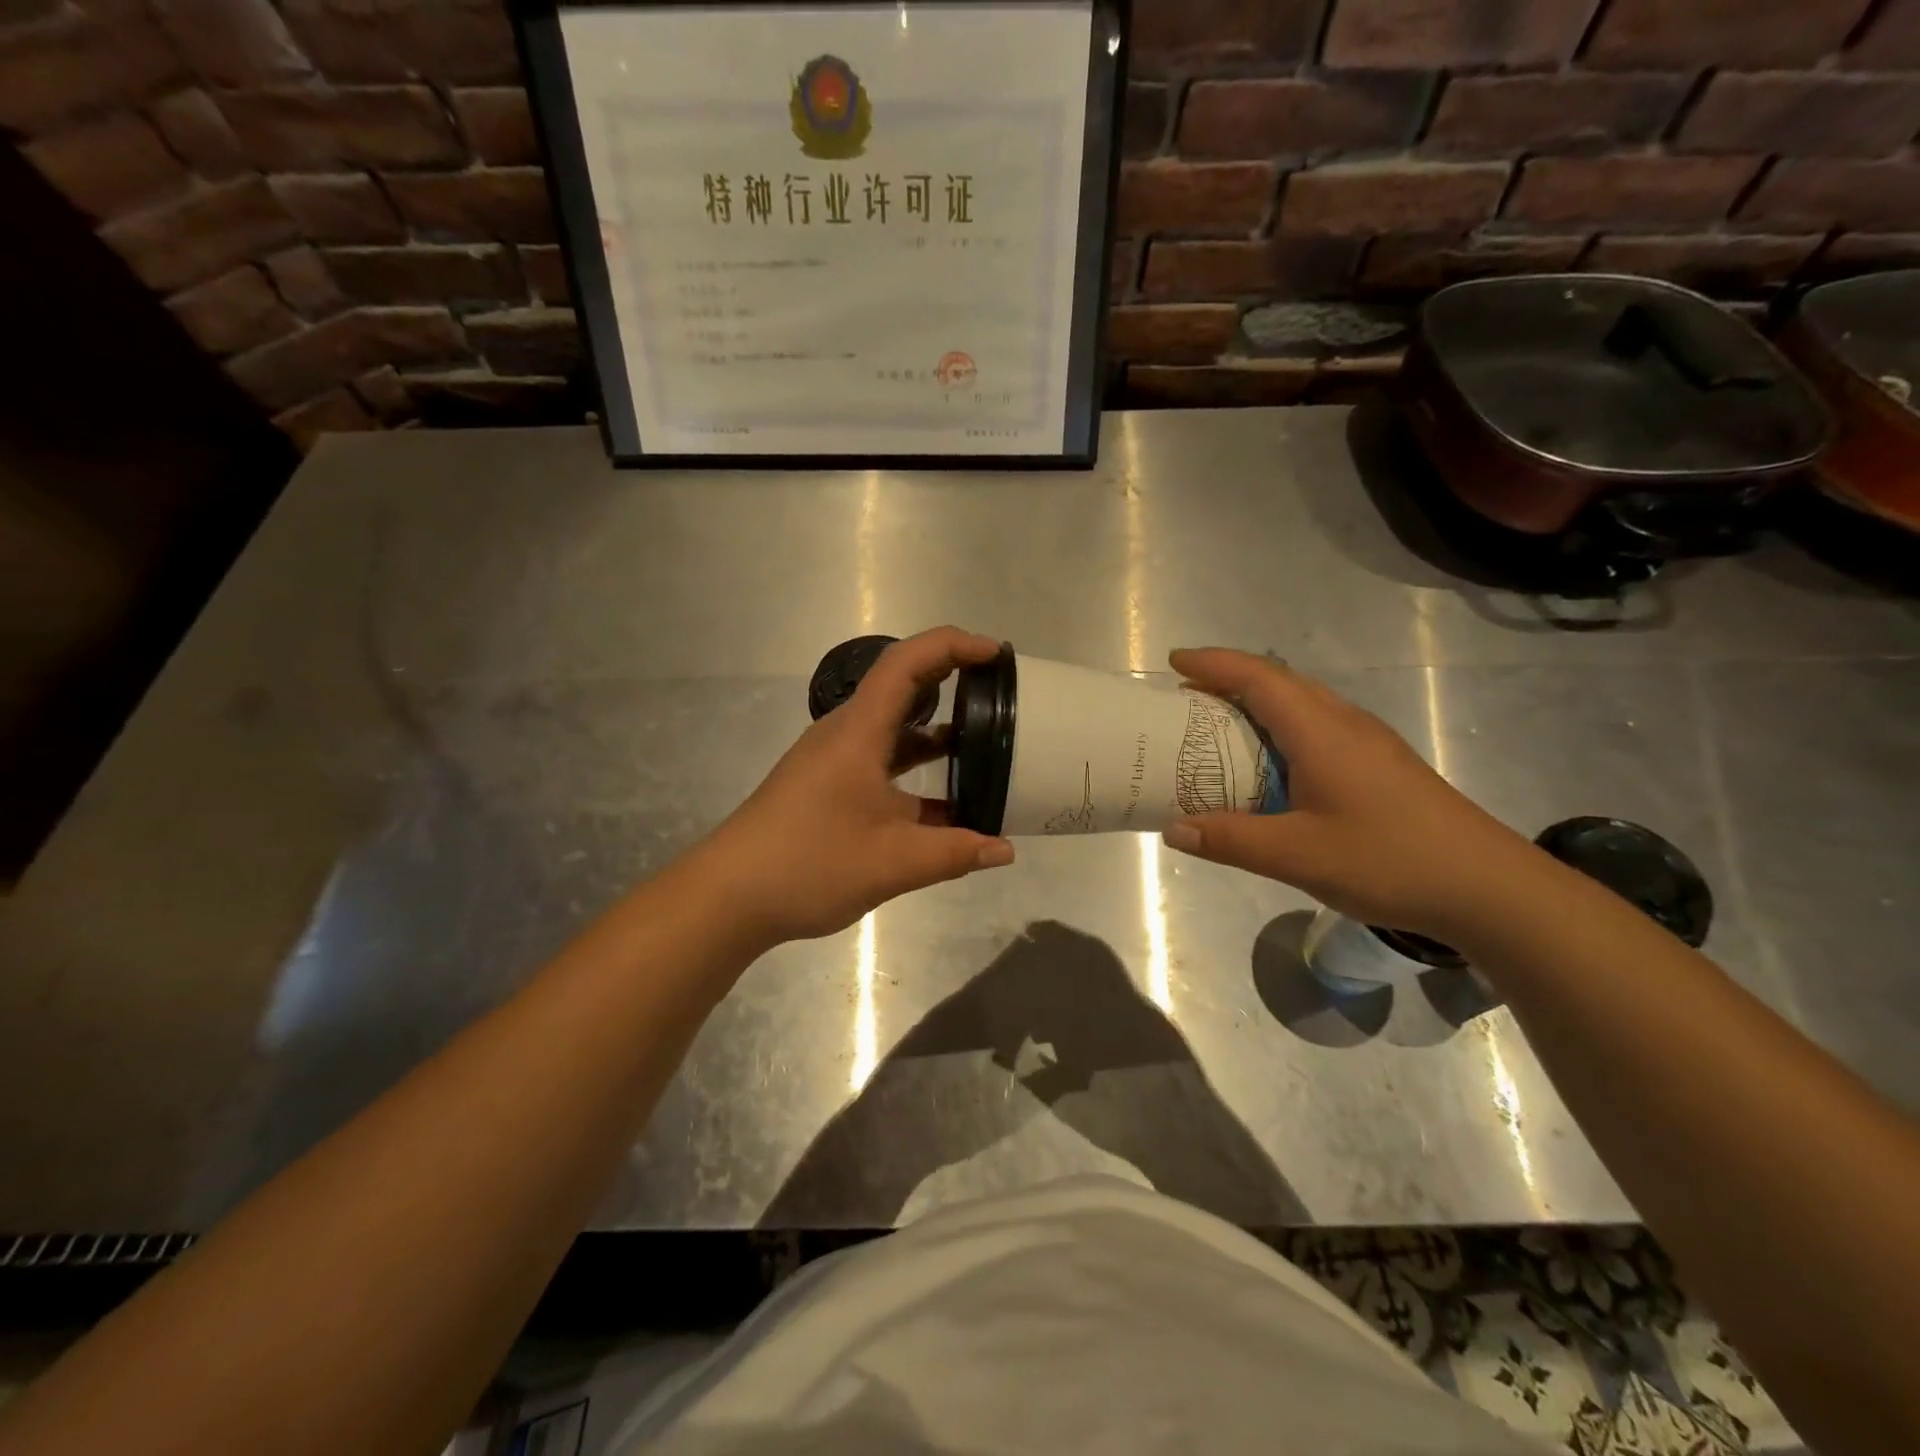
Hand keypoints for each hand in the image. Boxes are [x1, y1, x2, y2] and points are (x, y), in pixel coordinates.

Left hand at [699, 627, 1015, 944]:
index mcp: (859, 732)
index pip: (907, 663)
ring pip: (893, 730)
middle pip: (902, 688)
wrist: (728, 896)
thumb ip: (955, 852)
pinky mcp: (829, 786)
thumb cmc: (809, 864)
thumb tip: (1005, 849)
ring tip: (986, 742)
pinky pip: (882, 762)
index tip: (995, 654)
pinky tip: (947, 801)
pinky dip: (917, 770)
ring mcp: (835, 761)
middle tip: (1000, 693)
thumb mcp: (893, 862)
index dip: (953, 646)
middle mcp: (846, 735)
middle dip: (953, 680)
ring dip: (937, 731)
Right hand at [1159, 648, 1538, 941]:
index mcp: (1321, 732)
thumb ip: (1231, 840)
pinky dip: (1280, 729)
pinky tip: (1272, 766)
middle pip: (1280, 682)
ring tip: (1219, 727)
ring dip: (1257, 703)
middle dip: (1229, 679)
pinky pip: (1318, 727)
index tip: (1174, 660)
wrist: (1490, 887)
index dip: (1213, 663)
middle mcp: (1345, 723)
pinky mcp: (1381, 764)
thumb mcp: (1298, 856)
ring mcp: (1368, 742)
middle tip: (1187, 697)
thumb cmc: (1390, 860)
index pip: (1258, 678)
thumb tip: (1173, 830)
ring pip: (1302, 703)